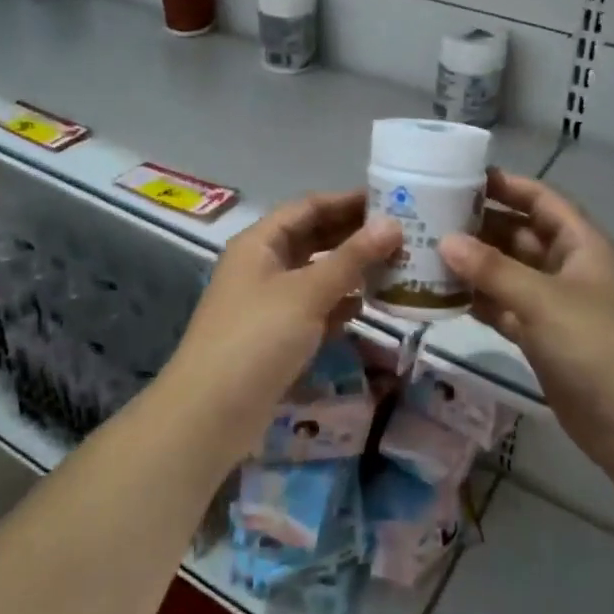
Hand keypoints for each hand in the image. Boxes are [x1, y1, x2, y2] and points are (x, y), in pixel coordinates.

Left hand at [167, 190, 400, 443]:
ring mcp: (268, 302)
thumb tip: (393, 224)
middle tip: (403, 234)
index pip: (309, 207)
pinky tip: (366, 307)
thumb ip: (352, 258)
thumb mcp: (307, 293)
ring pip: (316, 274)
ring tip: (395, 266)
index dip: (348, 201)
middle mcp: (263, 265)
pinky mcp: (276, 336)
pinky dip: (338, 305)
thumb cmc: (257, 339)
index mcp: (260, 243)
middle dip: (354, 235)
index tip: (391, 199)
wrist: (211, 414)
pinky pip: (314, 308)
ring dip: (351, 270)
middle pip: (313, 238)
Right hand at [440, 170, 613, 460]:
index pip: (542, 200)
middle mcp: (568, 268)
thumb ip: (492, 269)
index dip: (507, 186)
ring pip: (509, 273)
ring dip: (475, 265)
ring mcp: (555, 305)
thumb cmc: (596, 346)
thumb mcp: (543, 300)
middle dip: (481, 226)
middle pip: (520, 235)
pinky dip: (479, 300)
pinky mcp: (542, 338)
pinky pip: (505, 307)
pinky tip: (443, 294)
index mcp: (581, 245)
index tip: (462, 178)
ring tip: (427, 251)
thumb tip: (445, 240)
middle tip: (431, 217)